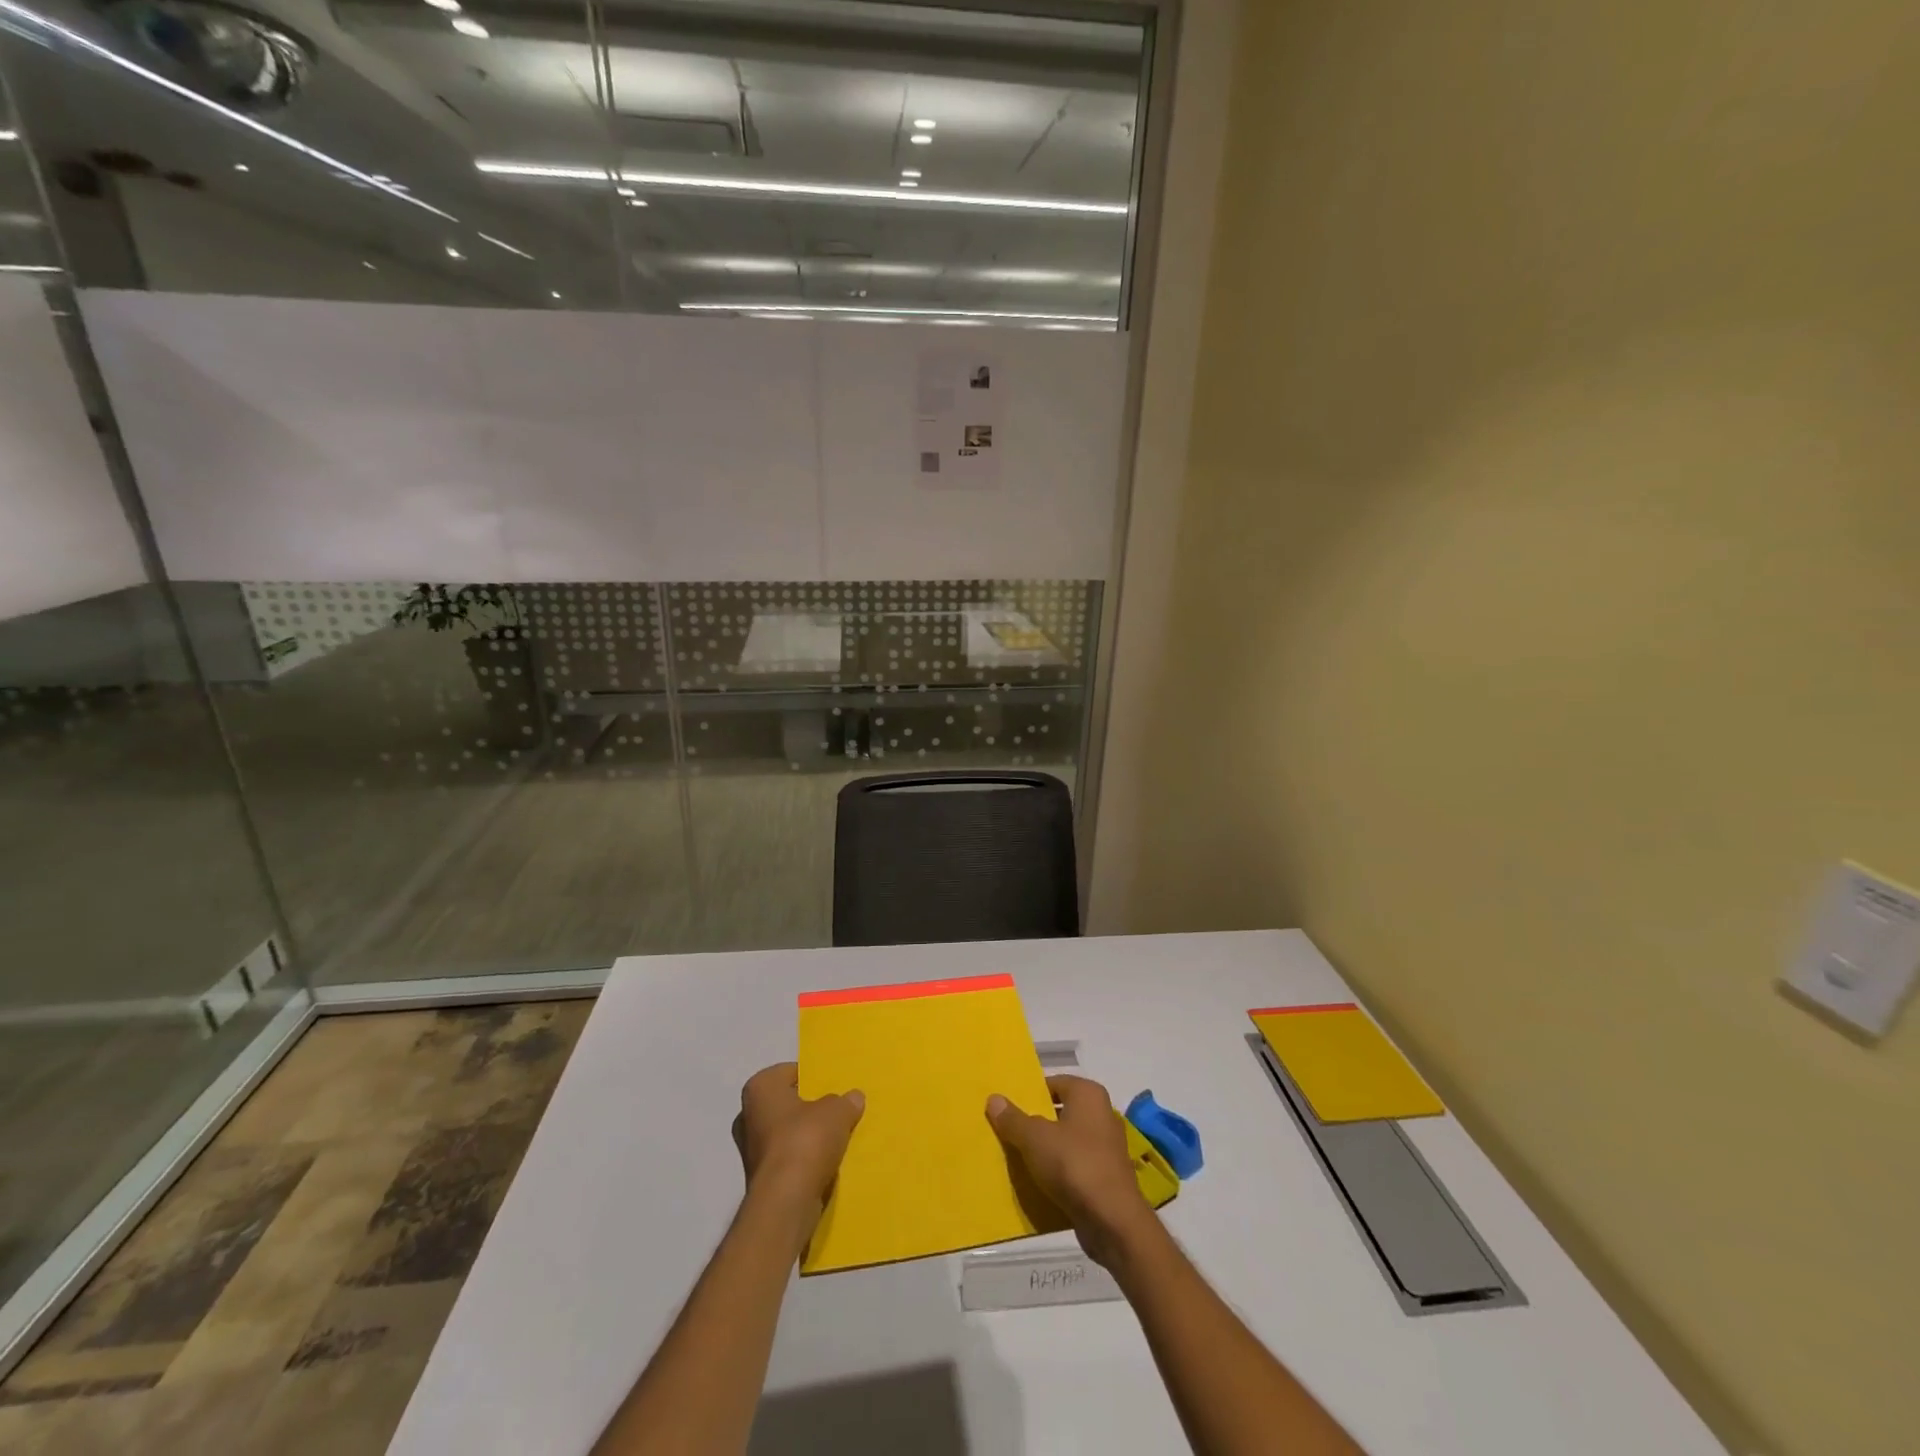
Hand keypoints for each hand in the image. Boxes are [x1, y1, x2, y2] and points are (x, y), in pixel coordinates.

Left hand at [734, 1063, 863, 1219]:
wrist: (786, 1201)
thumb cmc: (806, 1140)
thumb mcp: (837, 1111)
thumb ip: (845, 1101)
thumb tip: (852, 1098)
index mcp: (760, 1088)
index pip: (790, 1072)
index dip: (813, 1078)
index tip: (833, 1087)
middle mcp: (748, 1115)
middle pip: (787, 1105)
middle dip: (809, 1109)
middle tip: (836, 1111)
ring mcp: (750, 1150)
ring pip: (787, 1134)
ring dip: (807, 1138)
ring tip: (837, 1139)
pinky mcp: (760, 1179)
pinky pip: (788, 1160)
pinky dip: (804, 1161)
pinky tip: (826, 1164)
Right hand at [986, 1075, 1153, 1267]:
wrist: (1113, 1221)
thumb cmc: (1074, 1164)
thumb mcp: (1034, 1138)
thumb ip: (1013, 1118)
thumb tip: (994, 1098)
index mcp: (1088, 1094)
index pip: (1053, 1083)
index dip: (1030, 1094)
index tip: (1007, 1108)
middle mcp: (1101, 1114)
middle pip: (1059, 1113)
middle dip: (1034, 1123)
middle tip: (1006, 1132)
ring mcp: (1105, 1147)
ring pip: (1065, 1142)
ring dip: (1044, 1150)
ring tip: (1015, 1158)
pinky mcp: (1105, 1177)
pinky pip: (1074, 1167)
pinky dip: (1057, 1172)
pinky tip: (1035, 1183)